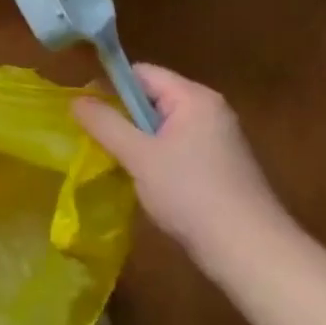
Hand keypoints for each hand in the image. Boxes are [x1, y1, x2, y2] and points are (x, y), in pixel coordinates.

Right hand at [72, 65, 290, 272]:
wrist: (250, 251)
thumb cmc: (191, 194)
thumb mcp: (139, 156)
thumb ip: (105, 124)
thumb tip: (76, 100)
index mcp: (194, 97)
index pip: (142, 73)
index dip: (110, 86)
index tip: (85, 111)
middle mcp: (210, 110)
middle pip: (153, 98)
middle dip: (123, 117)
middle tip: (96, 140)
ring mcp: (219, 139)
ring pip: (164, 126)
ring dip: (138, 141)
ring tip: (117, 163)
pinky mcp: (222, 166)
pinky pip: (178, 148)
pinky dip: (158, 158)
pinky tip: (146, 183)